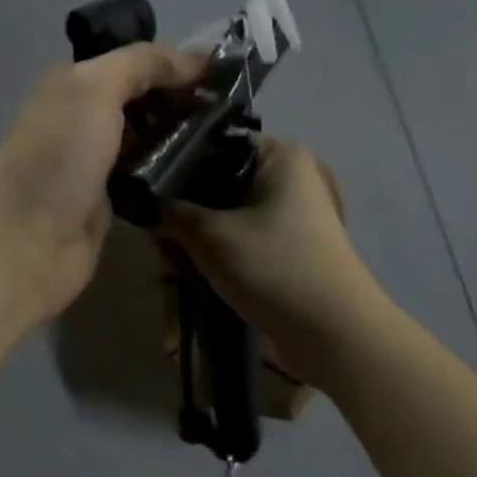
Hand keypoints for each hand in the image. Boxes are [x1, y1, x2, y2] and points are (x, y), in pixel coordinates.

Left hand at [0, 45, 205, 330]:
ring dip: (183, 136)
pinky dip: (172, 171)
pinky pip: (149, 175)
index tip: (228, 75)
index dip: (179, 65)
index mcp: (74, 84)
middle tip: (235, 111)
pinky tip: (205, 170)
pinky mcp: (110, 200)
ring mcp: (98, 161)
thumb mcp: (93, 90)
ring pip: (150, 138)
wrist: (25, 245)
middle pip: (145, 100)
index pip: (136, 62)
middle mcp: (85, 117)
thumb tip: (194, 59)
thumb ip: (141, 64)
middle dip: (185, 101)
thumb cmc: (56, 159)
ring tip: (230, 138)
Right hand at [160, 136, 383, 375]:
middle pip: (214, 186)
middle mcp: (286, 177)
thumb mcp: (210, 235)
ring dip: (192, 246)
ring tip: (168, 274)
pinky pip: (237, 243)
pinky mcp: (284, 248)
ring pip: (222, 219)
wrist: (332, 333)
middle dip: (181, 219)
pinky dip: (213, 260)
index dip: (174, 167)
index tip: (145, 196)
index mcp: (278, 155)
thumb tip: (143, 202)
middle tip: (158, 249)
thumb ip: (169, 211)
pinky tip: (187, 283)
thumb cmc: (274, 268)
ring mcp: (288, 215)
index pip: (212, 143)